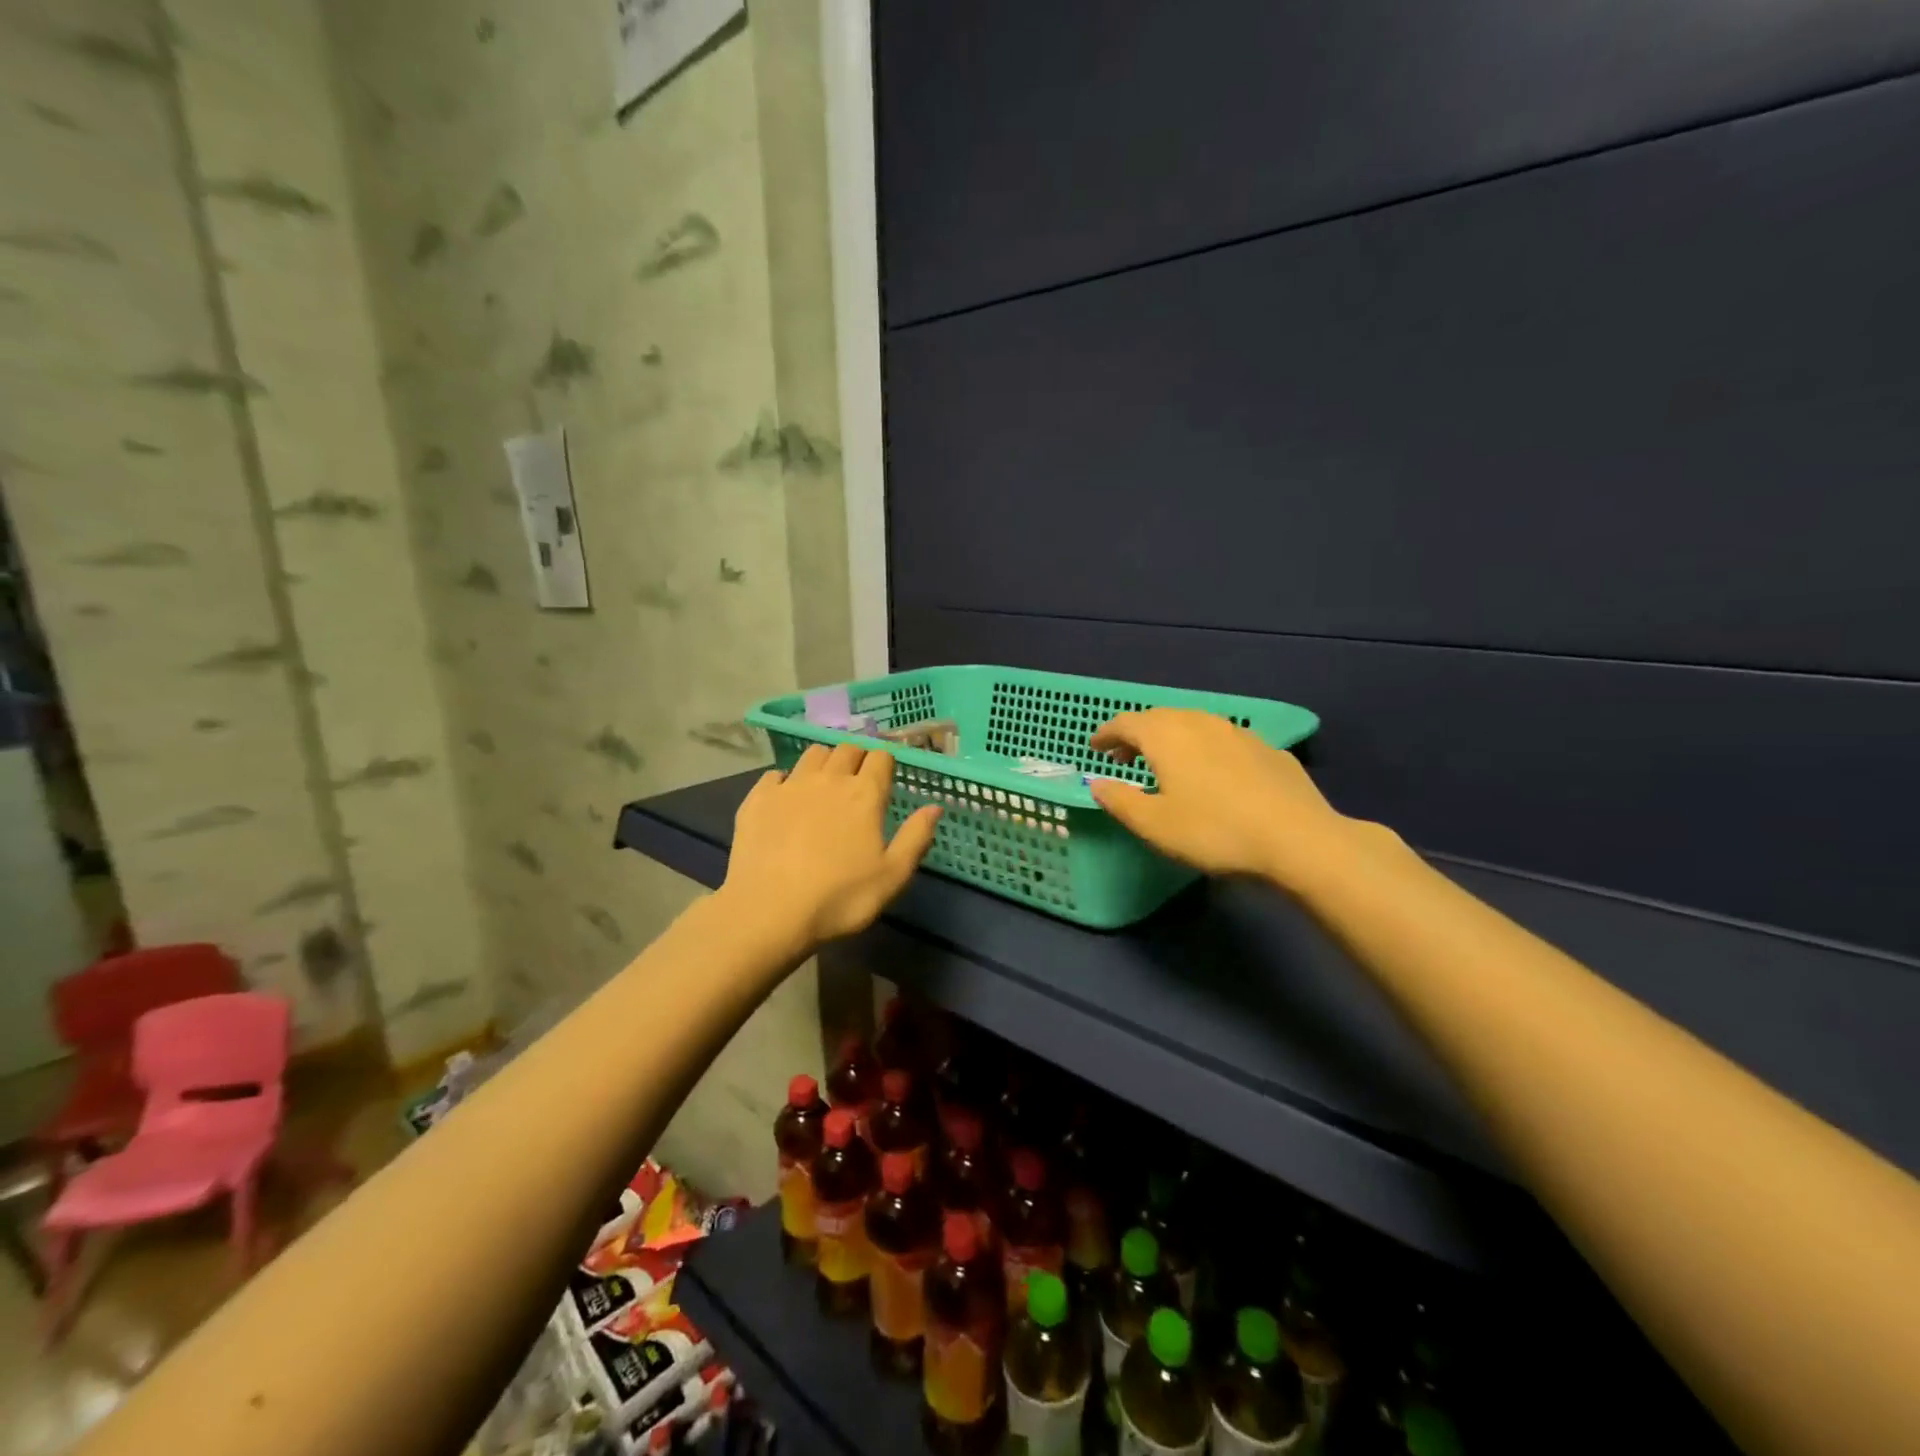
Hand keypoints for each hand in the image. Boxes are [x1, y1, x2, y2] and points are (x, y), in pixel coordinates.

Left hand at [720, 742, 941, 952]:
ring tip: (824, 783)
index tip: (886, 775)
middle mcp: (829, 779)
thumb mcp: (893, 876)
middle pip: (847, 749)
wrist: (769, 911)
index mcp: (865, 794)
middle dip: (857, 757)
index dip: (886, 762)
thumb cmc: (840, 897)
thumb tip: (935, 806)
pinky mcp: (758, 798)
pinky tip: (786, 799)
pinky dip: (785, 780)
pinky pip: (775, 774)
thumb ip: (916, 837)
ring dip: (824, 762)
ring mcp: (790, 785)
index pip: (881, 757)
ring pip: (812, 755)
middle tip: (858, 779)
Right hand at [1088, 708, 1355, 889]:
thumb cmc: (1214, 831)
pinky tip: (1212, 774)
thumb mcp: (1154, 825)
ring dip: (1172, 739)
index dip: (1106, 734)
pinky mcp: (1267, 748)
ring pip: (1194, 725)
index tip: (1095, 747)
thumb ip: (1120, 800)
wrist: (1297, 838)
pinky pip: (1223, 740)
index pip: (1126, 723)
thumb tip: (1097, 784)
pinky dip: (1204, 749)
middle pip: (1159, 718)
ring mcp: (1237, 732)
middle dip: (1137, 734)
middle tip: (1124, 757)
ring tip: (1166, 763)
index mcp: (1166, 736)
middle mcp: (1200, 722)